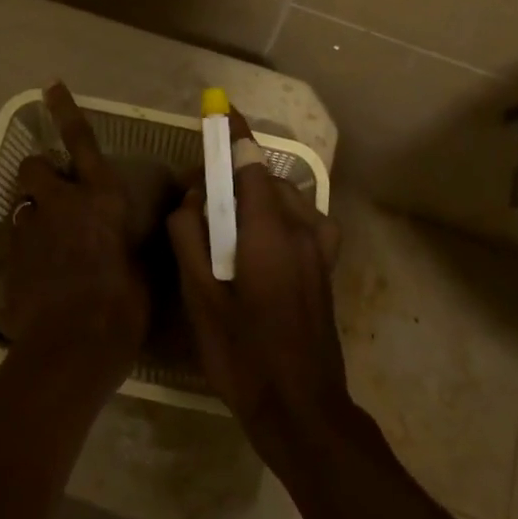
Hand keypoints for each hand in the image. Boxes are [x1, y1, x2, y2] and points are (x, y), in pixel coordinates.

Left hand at [0, 83, 150, 380]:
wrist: (71, 351)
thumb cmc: (122, 307)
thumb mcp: (146, 267)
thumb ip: (143, 236)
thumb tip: (164, 218)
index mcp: (100, 198)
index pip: (81, 140)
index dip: (66, 110)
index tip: (50, 86)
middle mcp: (60, 203)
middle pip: (34, 166)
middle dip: (40, 172)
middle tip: (55, 192)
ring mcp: (30, 230)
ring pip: (20, 202)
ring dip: (31, 210)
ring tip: (46, 234)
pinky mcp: (9, 259)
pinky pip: (11, 238)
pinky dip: (21, 244)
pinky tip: (34, 268)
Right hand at [167, 108, 352, 463]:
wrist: (303, 409)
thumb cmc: (244, 354)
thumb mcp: (200, 297)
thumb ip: (190, 237)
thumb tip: (192, 198)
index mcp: (269, 230)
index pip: (250, 163)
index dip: (233, 135)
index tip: (220, 109)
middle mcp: (301, 227)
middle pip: (264, 179)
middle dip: (232, 177)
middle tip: (199, 201)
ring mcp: (320, 246)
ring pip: (284, 198)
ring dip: (255, 197)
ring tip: (226, 225)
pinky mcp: (327, 264)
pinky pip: (301, 219)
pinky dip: (278, 214)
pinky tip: (261, 243)